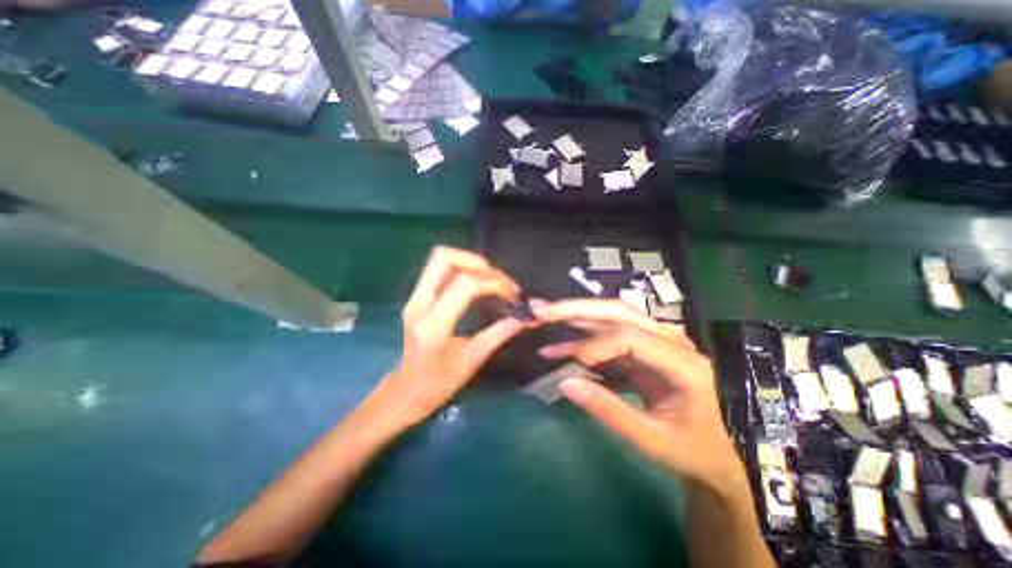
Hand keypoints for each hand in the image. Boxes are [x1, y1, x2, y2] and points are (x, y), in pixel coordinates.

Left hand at [374, 246, 525, 427]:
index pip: (466, 285)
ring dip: (469, 262)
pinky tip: (477, 284)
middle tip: (498, 280)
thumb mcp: (473, 359)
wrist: (405, 392)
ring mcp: (415, 298)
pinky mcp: (417, 297)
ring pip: (440, 259)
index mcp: (434, 325)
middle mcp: (420, 304)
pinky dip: (461, 269)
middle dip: (478, 262)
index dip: (494, 282)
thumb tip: (526, 318)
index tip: (513, 293)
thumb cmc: (438, 384)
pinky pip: (439, 269)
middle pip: (444, 258)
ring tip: (490, 279)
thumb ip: (499, 333)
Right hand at [531, 301, 740, 492]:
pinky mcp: (645, 347)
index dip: (593, 345)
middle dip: (576, 309)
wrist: (718, 450)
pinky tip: (561, 348)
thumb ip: (609, 411)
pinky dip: (583, 340)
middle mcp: (672, 340)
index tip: (568, 362)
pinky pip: (610, 335)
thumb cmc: (693, 449)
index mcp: (683, 363)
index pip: (629, 337)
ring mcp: (658, 339)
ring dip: (576, 317)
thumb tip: (564, 383)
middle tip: (540, 310)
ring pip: (611, 316)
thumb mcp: (653, 440)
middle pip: (618, 311)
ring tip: (542, 317)